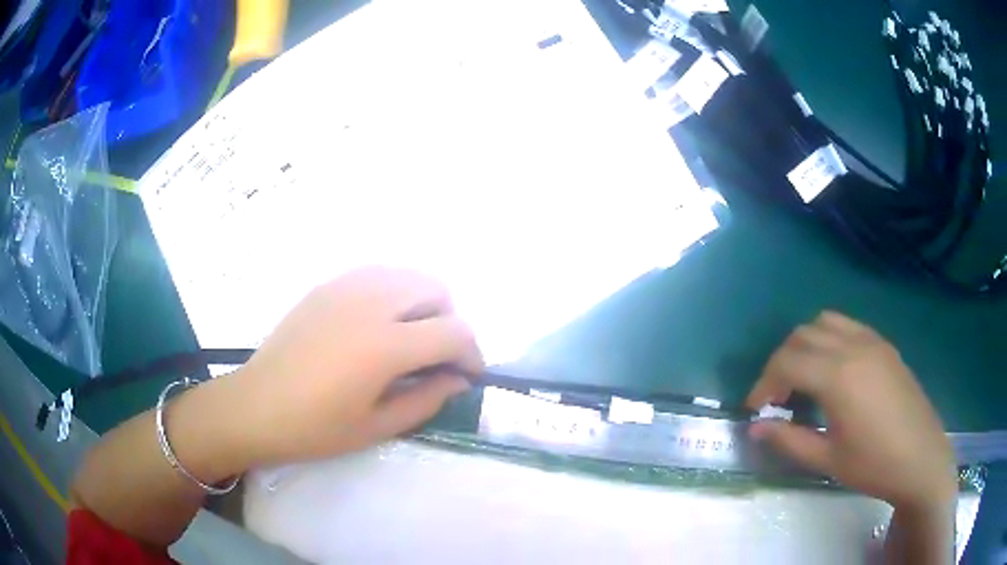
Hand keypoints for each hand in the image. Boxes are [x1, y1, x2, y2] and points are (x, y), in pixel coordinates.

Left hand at [232, 267, 483, 467]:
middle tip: (434, 357)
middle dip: (449, 322)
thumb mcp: (377, 427)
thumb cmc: (315, 427)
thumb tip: (458, 380)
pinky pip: (377, 275)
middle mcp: (371, 303)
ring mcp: (346, 287)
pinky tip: (376, 325)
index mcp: (385, 345)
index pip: (454, 331)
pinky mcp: (327, 286)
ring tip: (407, 338)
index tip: (467, 375)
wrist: (256, 406)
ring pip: (407, 274)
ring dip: (422, 303)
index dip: (472, 353)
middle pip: (436, 289)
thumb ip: (427, 399)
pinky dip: (392, 293)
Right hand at [746, 312, 956, 510]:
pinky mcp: (885, 345)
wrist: (921, 458)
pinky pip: (848, 326)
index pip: (786, 362)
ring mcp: (872, 341)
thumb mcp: (827, 459)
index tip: (755, 409)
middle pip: (802, 335)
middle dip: (780, 362)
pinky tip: (833, 371)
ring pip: (825, 322)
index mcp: (838, 376)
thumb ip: (788, 440)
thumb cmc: (873, 465)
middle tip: (776, 396)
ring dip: (805, 345)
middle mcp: (853, 346)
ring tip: (802, 378)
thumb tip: (755, 428)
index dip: (763, 384)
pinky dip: (829, 339)